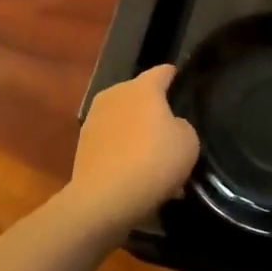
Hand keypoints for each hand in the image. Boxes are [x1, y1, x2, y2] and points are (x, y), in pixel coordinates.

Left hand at [67, 65, 199, 232]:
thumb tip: (169, 127)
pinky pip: (112, 142)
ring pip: (124, 119)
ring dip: (136, 131)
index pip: (163, 71)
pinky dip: (123, 151)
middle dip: (154, 108)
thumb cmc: (153, 161)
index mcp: (142, 87)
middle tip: (171, 128)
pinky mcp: (83, 145)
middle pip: (139, 95)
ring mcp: (94, 120)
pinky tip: (136, 173)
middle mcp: (115, 95)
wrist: (104, 199)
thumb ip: (181, 125)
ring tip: (153, 156)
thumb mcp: (188, 141)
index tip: (183, 83)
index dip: (175, 76)